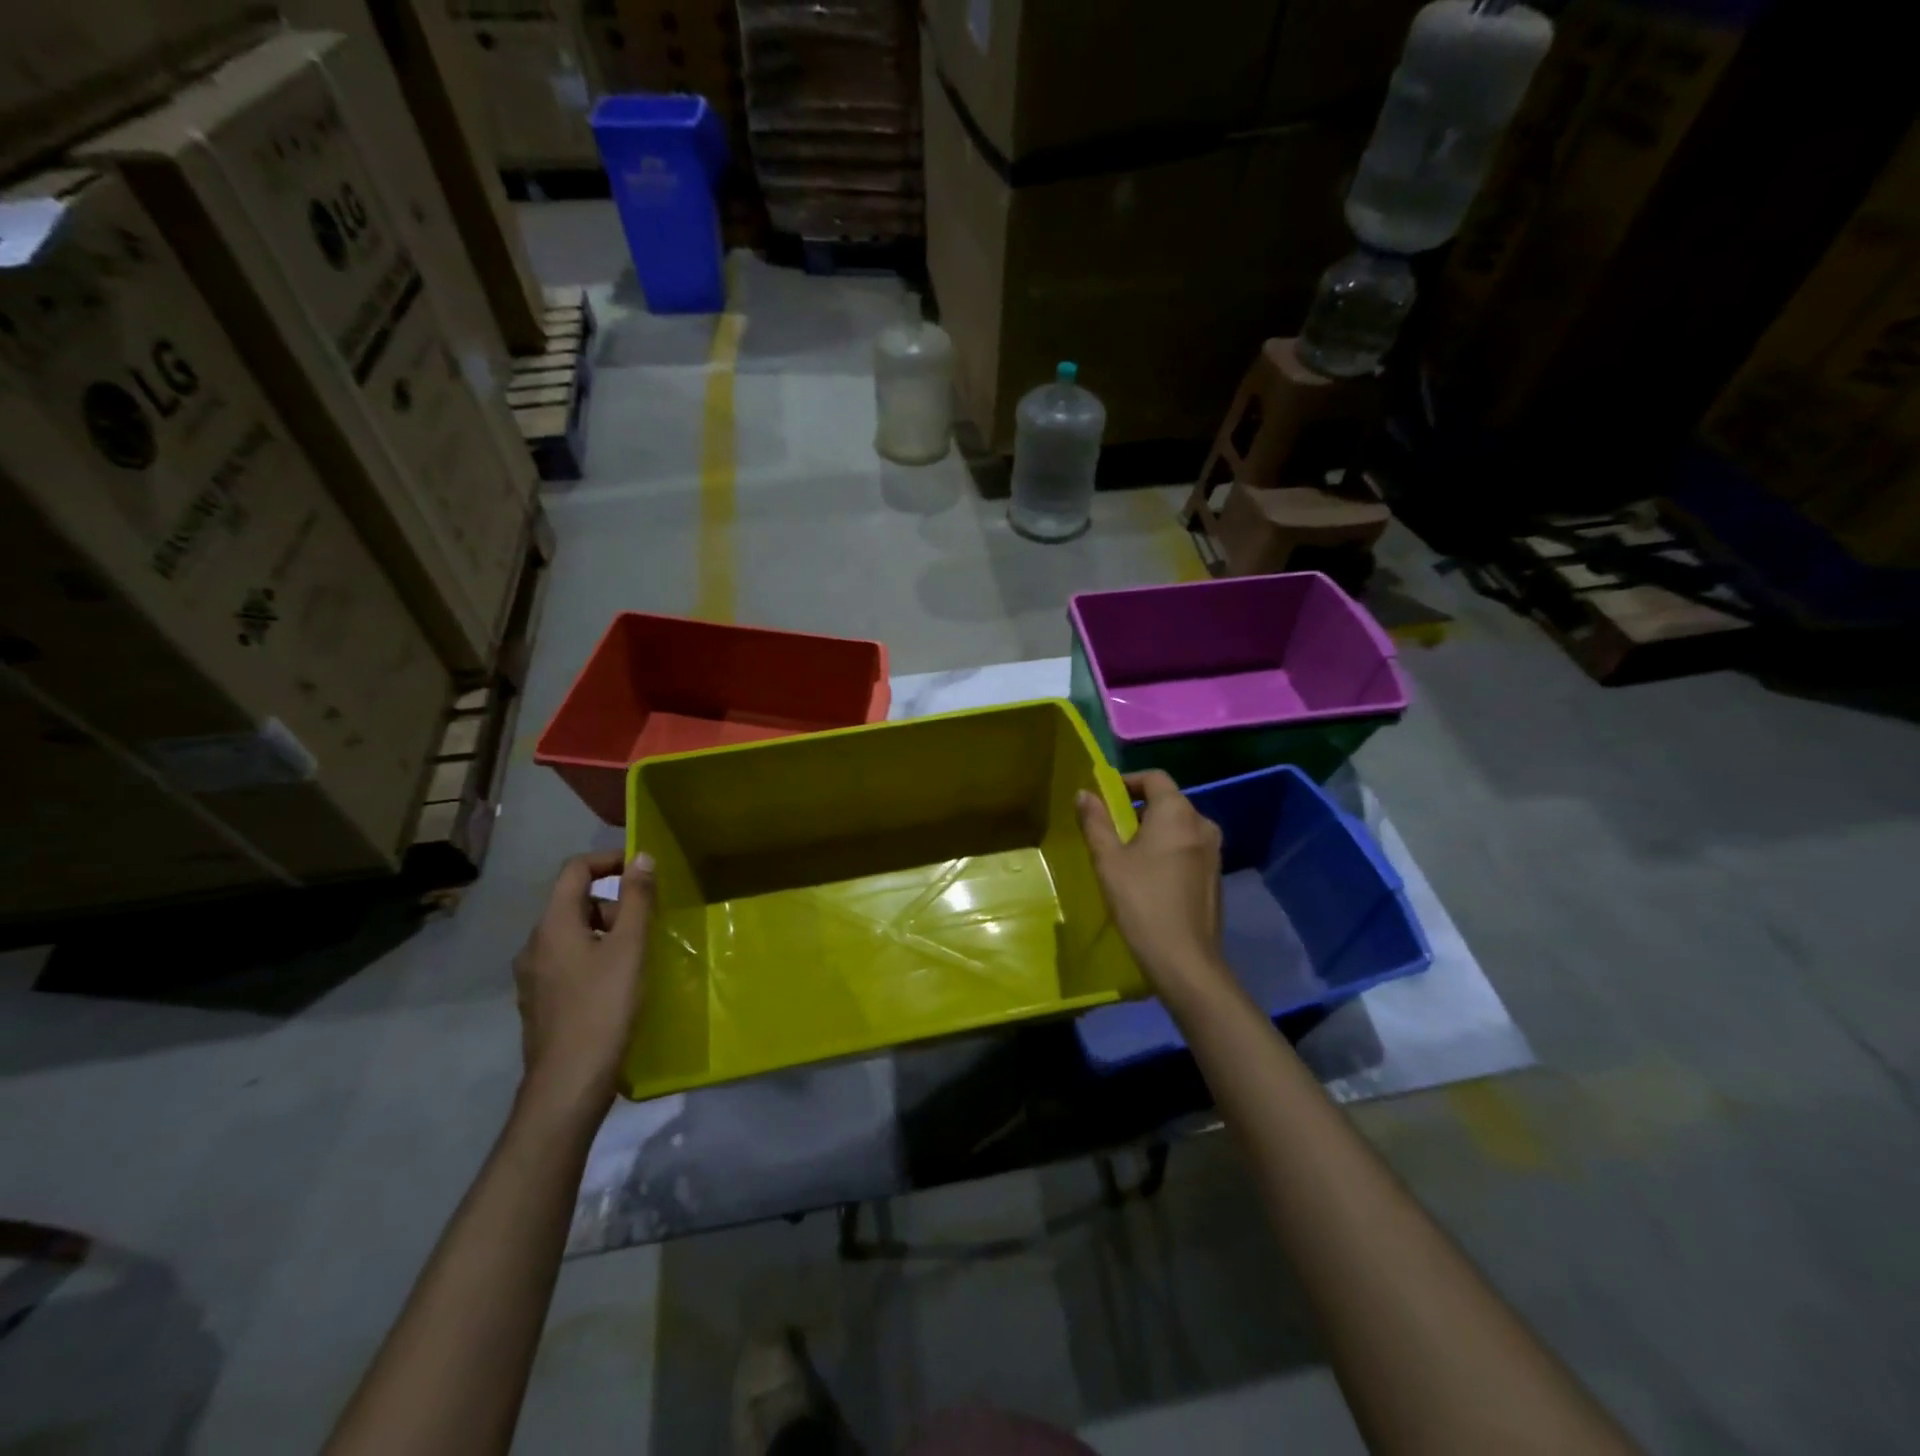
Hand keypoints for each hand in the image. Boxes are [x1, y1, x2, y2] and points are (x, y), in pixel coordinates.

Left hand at [512, 850, 654, 1122]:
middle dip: (614, 903)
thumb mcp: (629, 948)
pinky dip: (595, 957)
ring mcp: (533, 975)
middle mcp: (535, 944)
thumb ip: (637, 900)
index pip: (575, 870)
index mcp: (553, 925)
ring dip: (607, 932)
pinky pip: (569, 961)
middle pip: (575, 902)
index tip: (644, 870)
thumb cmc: (603, 1008)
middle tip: (647, 926)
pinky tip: (618, 984)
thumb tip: (641, 857)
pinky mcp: (540, 1001)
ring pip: (573, 933)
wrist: (568, 1083)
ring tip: (638, 957)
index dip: (609, 860)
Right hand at [1077, 771, 1227, 997]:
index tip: (1104, 798)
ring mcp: (1214, 851)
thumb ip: (1095, 822)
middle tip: (1110, 829)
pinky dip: (1168, 850)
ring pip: (1179, 826)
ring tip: (1126, 854)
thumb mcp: (1109, 860)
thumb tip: (1085, 794)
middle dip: (1138, 808)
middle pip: (1168, 801)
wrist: (1185, 959)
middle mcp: (1202, 824)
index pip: (1154, 777)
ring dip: (1153, 831)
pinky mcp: (1216, 875)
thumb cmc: (1141, 902)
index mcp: (1177, 813)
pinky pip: (1188, 848)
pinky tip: (1149, 877)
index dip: (1128, 781)